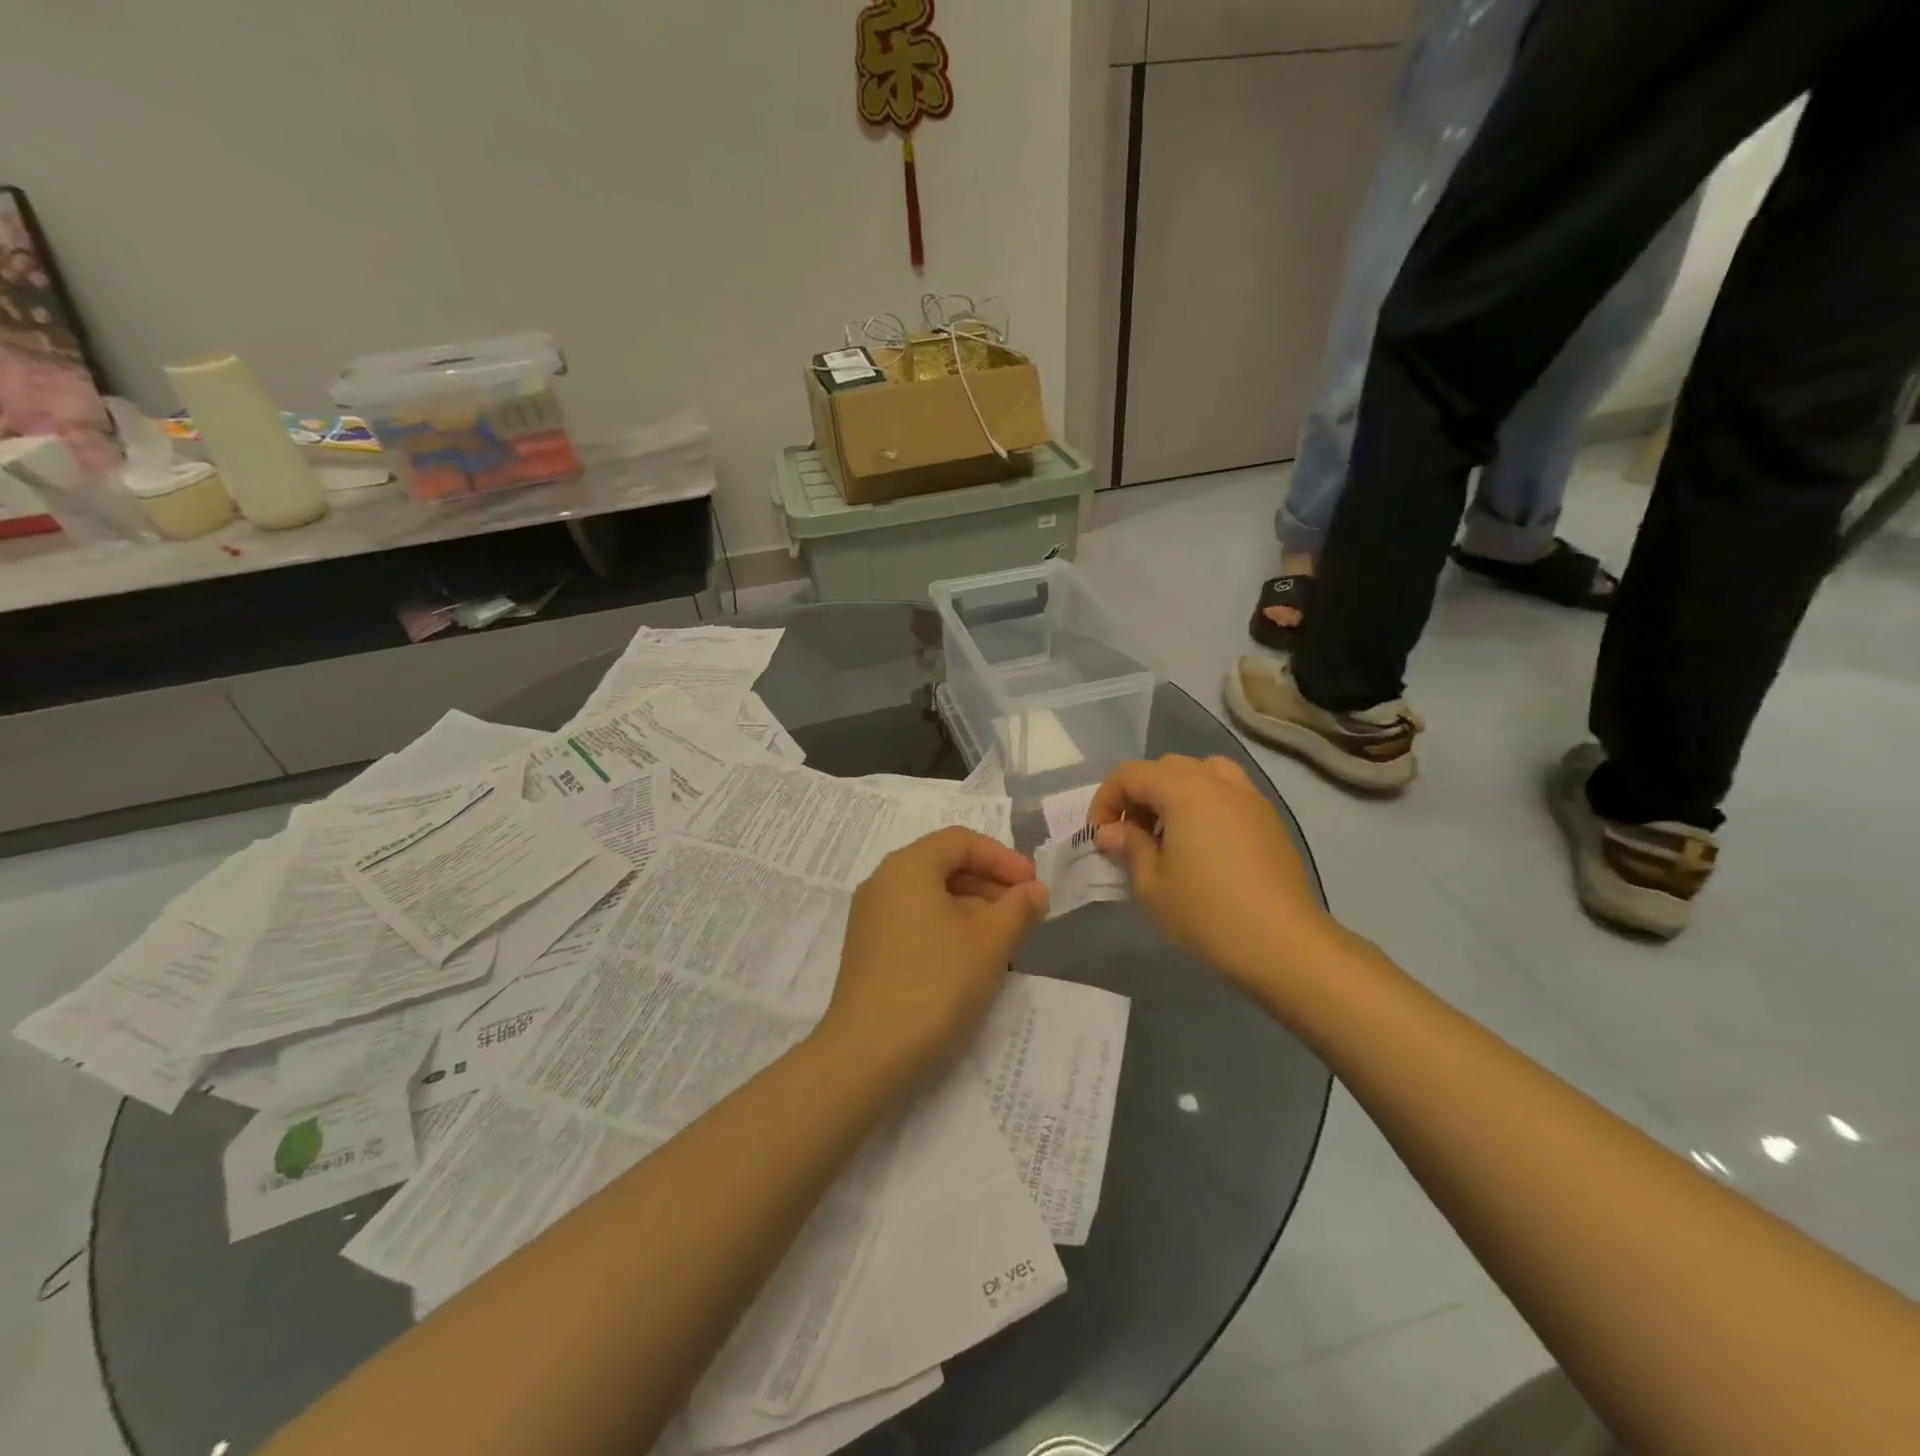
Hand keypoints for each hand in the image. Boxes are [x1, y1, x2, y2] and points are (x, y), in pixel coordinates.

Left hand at [820, 827, 1048, 1076]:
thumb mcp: (990, 941)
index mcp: (907, 866)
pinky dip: (947, 926)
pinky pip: (914, 920)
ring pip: (930, 895)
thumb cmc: (936, 982)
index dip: (1003, 858)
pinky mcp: (868, 949)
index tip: (1033, 887)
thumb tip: (1035, 891)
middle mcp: (883, 881)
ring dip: (972, 907)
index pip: (961, 841)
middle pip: (944, 864)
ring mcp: (870, 916)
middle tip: (1024, 913)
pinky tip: (970, 958)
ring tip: (1004, 939)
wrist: (869, 1052)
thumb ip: (1018, 908)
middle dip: (989, 883)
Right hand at [1090, 755, 1329, 987]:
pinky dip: (1205, 804)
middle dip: (1139, 795)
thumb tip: (1111, 831)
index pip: (1130, 774)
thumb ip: (1128, 847)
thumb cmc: (1207, 913)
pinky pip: (1227, 793)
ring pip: (1201, 773)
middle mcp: (1218, 781)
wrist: (1283, 945)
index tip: (1100, 836)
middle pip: (1165, 768)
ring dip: (1174, 794)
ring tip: (1168, 833)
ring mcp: (1249, 797)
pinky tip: (1202, 845)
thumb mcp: (1151, 885)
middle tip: (1130, 836)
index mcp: (1184, 790)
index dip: (1106, 800)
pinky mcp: (1268, 819)